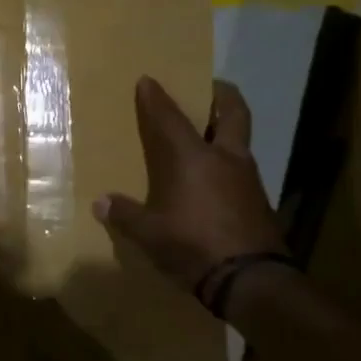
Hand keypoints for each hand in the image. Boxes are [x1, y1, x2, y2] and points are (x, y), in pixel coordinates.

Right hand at [93, 77, 286, 292]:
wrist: (250, 279)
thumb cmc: (193, 245)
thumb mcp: (150, 234)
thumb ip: (126, 215)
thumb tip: (101, 202)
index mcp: (193, 158)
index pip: (170, 118)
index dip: (156, 98)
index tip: (148, 80)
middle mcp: (225, 158)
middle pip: (233, 113)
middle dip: (222, 96)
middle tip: (210, 88)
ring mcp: (248, 179)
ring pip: (240, 141)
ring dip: (227, 132)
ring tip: (208, 136)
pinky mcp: (259, 201)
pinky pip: (242, 170)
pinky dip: (229, 164)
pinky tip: (216, 180)